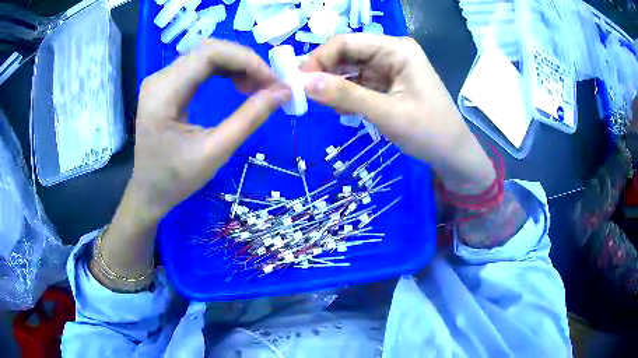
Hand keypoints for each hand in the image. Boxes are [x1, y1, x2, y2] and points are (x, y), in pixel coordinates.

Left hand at [132, 39, 289, 219]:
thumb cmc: (176, 179)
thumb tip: (283, 92)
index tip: (272, 80)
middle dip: (244, 61)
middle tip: (268, 84)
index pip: (209, 54)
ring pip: (206, 55)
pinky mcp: (166, 85)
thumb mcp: (215, 152)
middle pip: (208, 50)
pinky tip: (238, 85)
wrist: (148, 191)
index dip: (246, 59)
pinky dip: (225, 71)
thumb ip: (249, 119)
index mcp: (163, 94)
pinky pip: (200, 66)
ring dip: (236, 65)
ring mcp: (161, 80)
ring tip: (255, 87)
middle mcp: (159, 78)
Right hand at [301, 34, 494, 193]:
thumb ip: (345, 96)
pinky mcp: (387, 82)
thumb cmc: (429, 132)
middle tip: (302, 94)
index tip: (299, 81)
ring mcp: (389, 67)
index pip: (347, 42)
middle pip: (347, 53)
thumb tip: (304, 83)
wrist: (453, 153)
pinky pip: (358, 81)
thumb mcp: (386, 113)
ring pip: (350, 68)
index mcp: (397, 49)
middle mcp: (391, 52)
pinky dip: (345, 93)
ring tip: (318, 102)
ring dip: (333, 84)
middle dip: (324, 71)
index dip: (319, 58)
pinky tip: (337, 106)